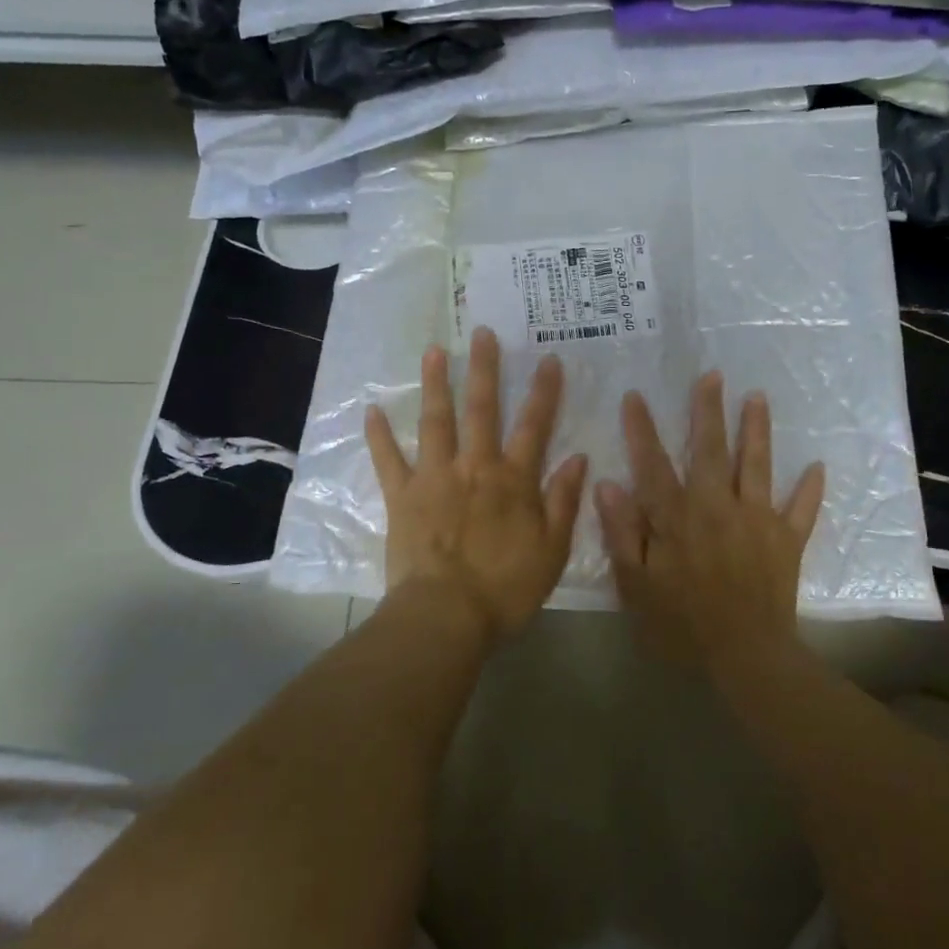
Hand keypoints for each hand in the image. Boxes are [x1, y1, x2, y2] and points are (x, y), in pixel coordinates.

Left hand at [366, 327, 588, 639]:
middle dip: (485, 369)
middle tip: (482, 332)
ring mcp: (434, 478)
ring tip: (434, 351)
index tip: (549, 358)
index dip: (543, 392)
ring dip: (436, 384)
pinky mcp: (402, 496)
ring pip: (436, 421)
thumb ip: (563, 501)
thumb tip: (578, 458)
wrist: (446, 615)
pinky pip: (388, 460)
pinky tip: (371, 410)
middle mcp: (474, 467)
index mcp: (513, 480)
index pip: (533, 426)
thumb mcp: (552, 550)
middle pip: (481, 410)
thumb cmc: (506, 589)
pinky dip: (379, 436)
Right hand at [594, 374, 824, 673]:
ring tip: (758, 397)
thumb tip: (608, 484)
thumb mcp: (636, 585)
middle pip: (711, 449)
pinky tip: (817, 466)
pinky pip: (801, 509)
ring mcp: (757, 519)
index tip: (635, 396)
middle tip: (711, 375)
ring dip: (757, 430)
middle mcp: (717, 506)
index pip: (653, 464)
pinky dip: (809, 489)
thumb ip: (623, 533)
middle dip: (708, 410)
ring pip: (756, 465)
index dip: (642, 429)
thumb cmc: (682, 624)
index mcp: (678, 517)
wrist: (746, 656)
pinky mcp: (787, 539)